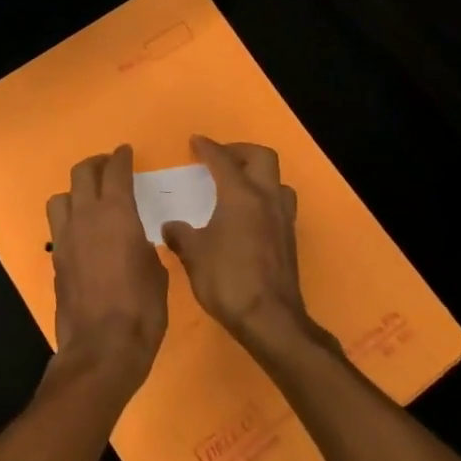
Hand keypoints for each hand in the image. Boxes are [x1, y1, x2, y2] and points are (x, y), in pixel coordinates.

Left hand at [46, 145, 167, 395]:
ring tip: (89, 199)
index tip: (125, 152)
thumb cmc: (142, 309)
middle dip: (96, 164)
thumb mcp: (156, 273)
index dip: (121, 158)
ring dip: (75, 191)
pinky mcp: (56, 259)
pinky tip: (84, 233)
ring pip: (61, 197)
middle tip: (108, 166)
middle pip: (82, 174)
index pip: (115, 172)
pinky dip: (70, 220)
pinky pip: (59, 226)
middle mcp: (86, 218)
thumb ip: (145, 248)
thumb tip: (137, 243)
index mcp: (116, 214)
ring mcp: (66, 238)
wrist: (102, 347)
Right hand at [160, 136, 316, 357]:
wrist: (269, 319)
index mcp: (241, 195)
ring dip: (258, 175)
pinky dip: (263, 199)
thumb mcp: (194, 255)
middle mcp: (266, 199)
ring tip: (237, 186)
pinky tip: (247, 217)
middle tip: (220, 159)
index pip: (223, 160)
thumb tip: (171, 227)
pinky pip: (279, 204)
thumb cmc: (227, 279)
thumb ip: (181, 235)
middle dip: (240, 152)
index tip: (195, 142)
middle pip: (262, 158)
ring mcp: (282, 219)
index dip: (208, 148)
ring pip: (277, 181)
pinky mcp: (289, 240)